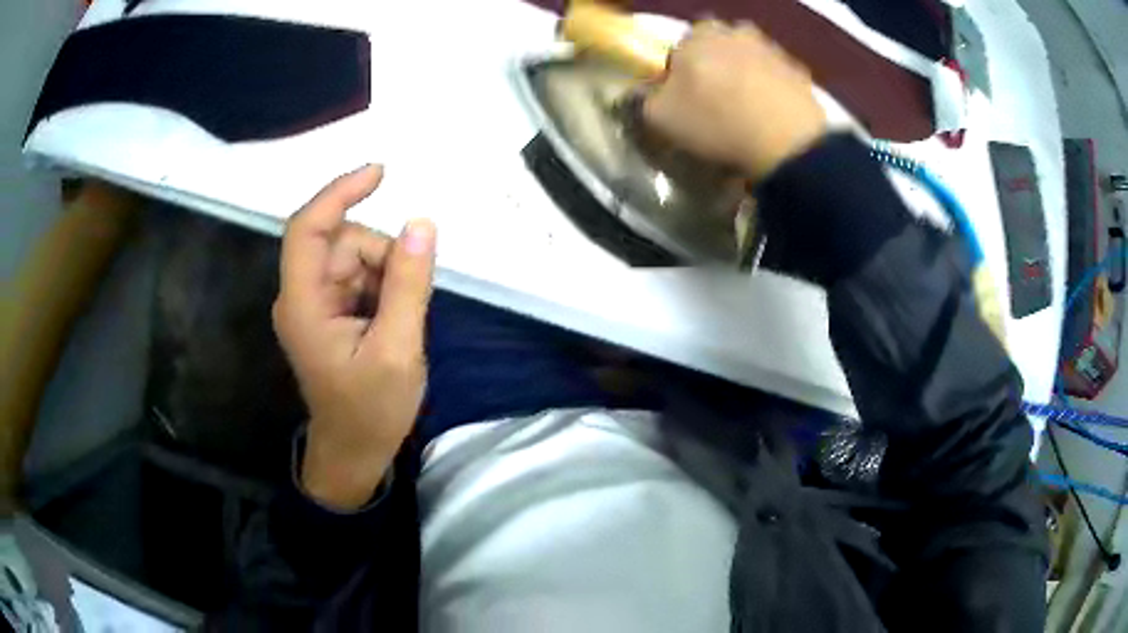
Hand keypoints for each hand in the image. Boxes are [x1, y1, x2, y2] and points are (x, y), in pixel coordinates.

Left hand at [273, 165, 435, 508]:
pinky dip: (384, 287)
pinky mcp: (331, 313)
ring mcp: (316, 304)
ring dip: (386, 275)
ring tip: (400, 322)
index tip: (381, 173)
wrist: (354, 452)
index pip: (309, 229)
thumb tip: (421, 224)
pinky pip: (360, 278)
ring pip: (355, 258)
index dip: (339, 194)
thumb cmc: (370, 411)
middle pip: (341, 242)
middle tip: (410, 299)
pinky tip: (393, 322)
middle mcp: (302, 296)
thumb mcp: (397, 349)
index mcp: (304, 304)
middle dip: (382, 256)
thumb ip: (407, 285)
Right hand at [642, 22, 827, 181]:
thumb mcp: (661, 117)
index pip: (680, 47)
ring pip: (750, 61)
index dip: (679, 73)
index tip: (683, 98)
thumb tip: (644, 94)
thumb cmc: (716, 121)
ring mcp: (773, 50)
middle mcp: (736, 31)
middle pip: (718, 49)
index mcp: (698, 34)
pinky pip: (777, 80)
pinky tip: (771, 120)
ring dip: (745, 79)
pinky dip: (772, 93)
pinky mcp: (801, 73)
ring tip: (747, 115)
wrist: (787, 142)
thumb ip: (645, 100)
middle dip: (715, 69)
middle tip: (716, 103)